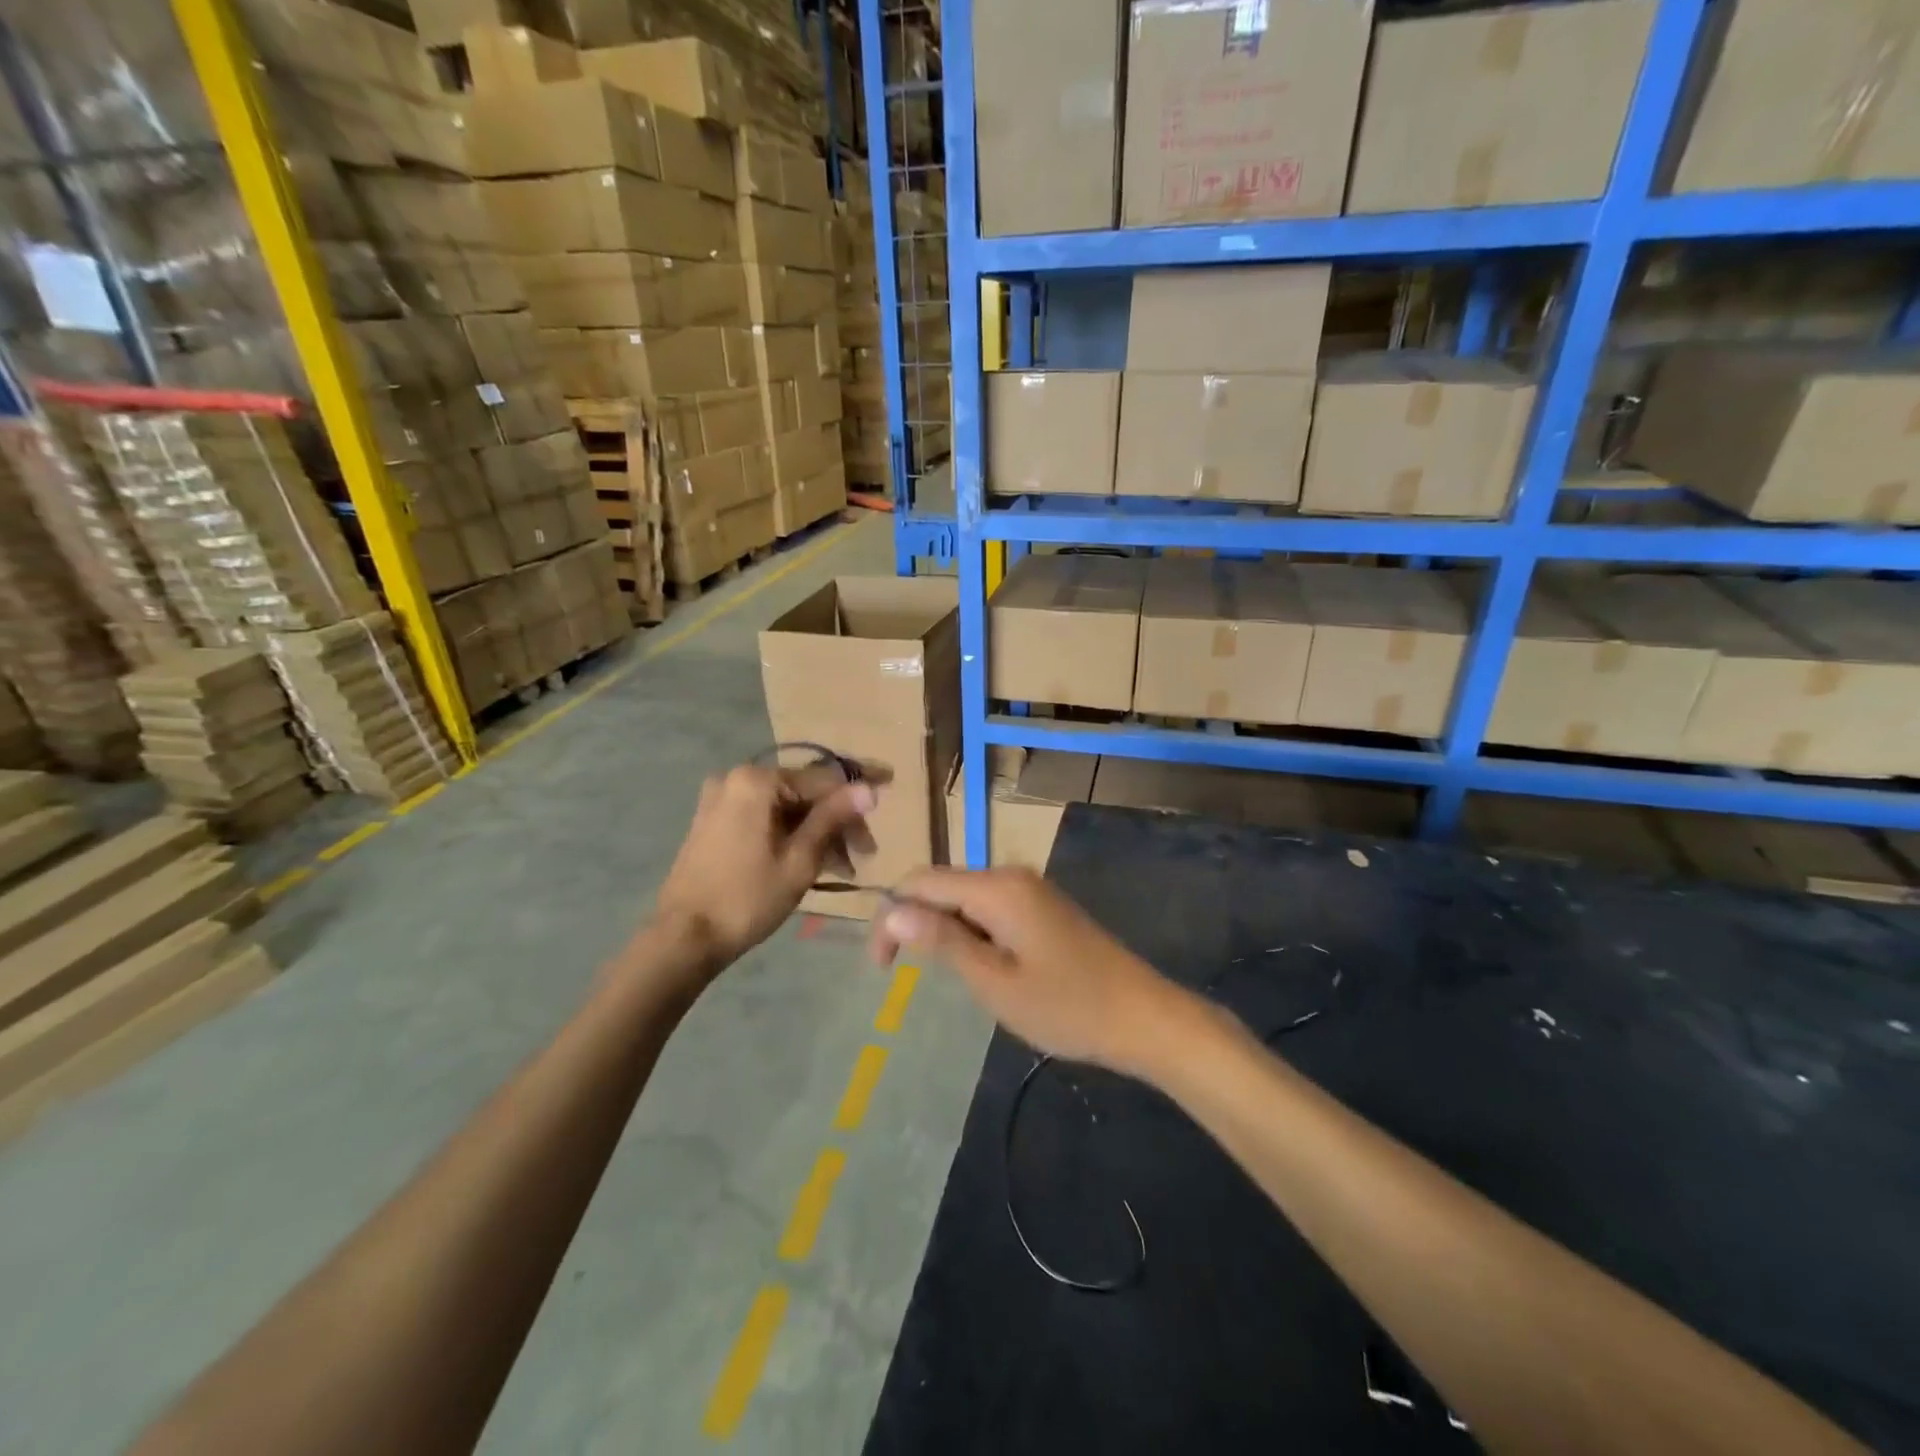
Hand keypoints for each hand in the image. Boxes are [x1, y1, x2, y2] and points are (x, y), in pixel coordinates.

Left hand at [652, 764, 876, 972]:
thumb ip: (833, 818)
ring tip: (843, 868)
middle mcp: (736, 779)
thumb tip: (869, 789)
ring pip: (786, 807)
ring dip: (817, 832)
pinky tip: (812, 861)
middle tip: (864, 854)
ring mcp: (721, 800)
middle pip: (803, 792)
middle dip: (837, 820)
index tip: (889, 795)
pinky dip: (791, 835)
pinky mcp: (714, 821)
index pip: (822, 779)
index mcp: (756, 781)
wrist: (683, 938)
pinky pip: (765, 817)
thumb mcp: (800, 859)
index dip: (858, 792)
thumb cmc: (747, 898)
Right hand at [868, 867, 1185, 1076]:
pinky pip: (990, 909)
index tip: (881, 968)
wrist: (1142, 1016)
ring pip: (965, 898)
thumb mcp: (994, 981)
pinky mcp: (1042, 907)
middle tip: (904, 976)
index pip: (921, 881)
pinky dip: (972, 933)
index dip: (890, 916)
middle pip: (942, 885)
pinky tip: (982, 968)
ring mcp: (1030, 889)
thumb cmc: (1066, 1005)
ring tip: (951, 979)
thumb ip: (942, 940)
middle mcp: (1010, 876)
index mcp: (996, 887)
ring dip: (944, 931)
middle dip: (915, 922)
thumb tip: (892, 909)